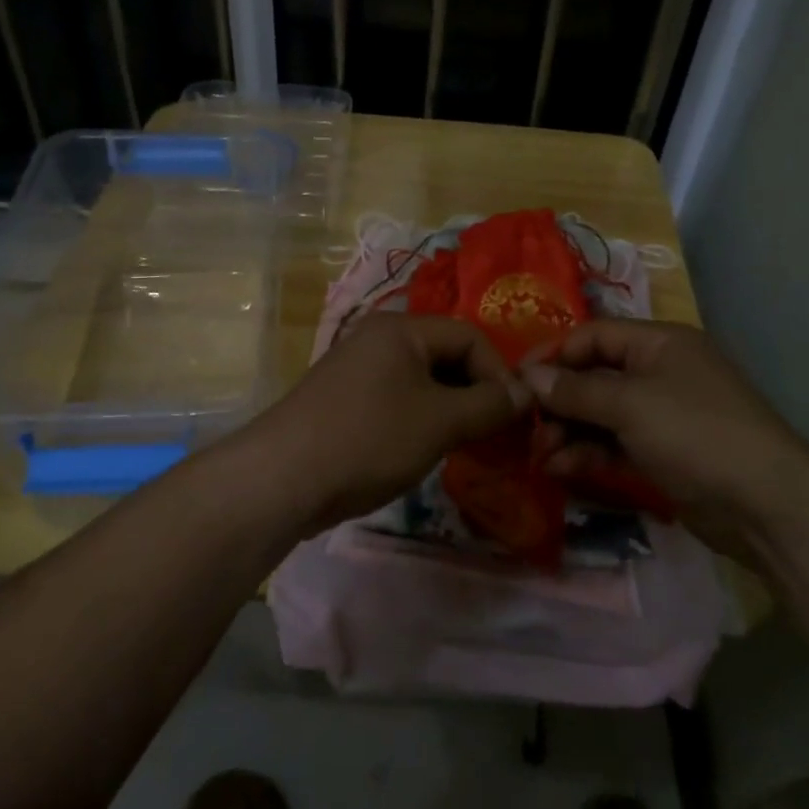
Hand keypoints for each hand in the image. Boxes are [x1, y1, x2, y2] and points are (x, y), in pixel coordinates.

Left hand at [241, 313, 530, 533]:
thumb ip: (489, 405)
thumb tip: (526, 393)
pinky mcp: (343, 402)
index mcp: (401, 329)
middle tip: (493, 433)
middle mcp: (377, 339)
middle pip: (445, 356)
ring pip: (422, 382)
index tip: (514, 416)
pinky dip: (421, 420)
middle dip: (476, 392)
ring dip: (451, 410)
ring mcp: (356, 371)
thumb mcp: (440, 421)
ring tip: (464, 445)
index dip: (499, 373)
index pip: (470, 336)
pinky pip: (397, 400)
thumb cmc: (369, 438)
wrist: (281, 479)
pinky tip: (424, 451)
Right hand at [520, 320, 808, 556]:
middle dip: (558, 402)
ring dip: (568, 432)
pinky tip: (561, 469)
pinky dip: (588, 454)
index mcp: (659, 343)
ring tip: (541, 456)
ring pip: (601, 415)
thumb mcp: (631, 404)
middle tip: (526, 428)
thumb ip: (576, 390)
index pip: (593, 336)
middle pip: (594, 377)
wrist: (766, 505)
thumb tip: (529, 377)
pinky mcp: (662, 455)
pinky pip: (614, 445)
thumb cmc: (696, 433)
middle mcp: (659, 373)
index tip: (516, 381)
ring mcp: (662, 416)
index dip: (553, 354)